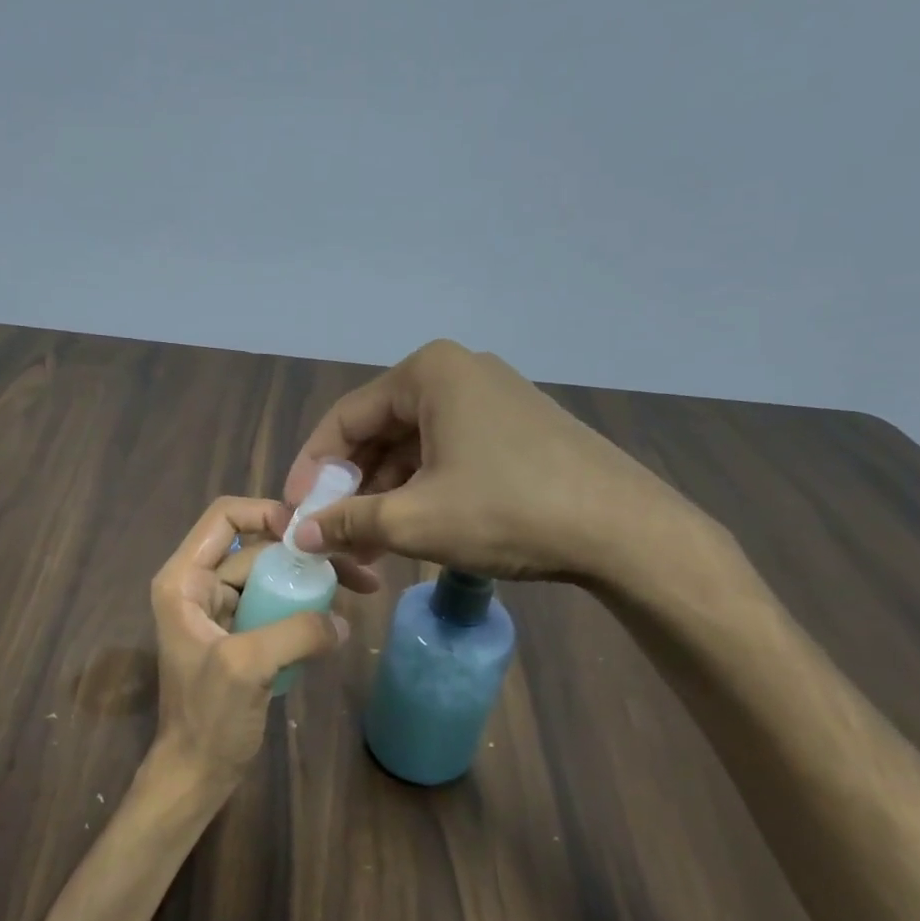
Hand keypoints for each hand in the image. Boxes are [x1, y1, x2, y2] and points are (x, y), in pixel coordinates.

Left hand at [143, 497, 349, 811]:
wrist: (197, 773)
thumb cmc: (208, 718)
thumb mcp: (247, 666)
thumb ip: (296, 632)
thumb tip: (341, 621)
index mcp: (184, 581)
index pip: (225, 518)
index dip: (267, 513)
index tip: (310, 535)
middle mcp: (199, 586)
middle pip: (256, 548)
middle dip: (303, 555)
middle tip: (355, 568)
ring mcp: (221, 612)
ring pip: (270, 577)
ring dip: (309, 582)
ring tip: (358, 589)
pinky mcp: (241, 636)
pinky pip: (276, 606)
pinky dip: (303, 608)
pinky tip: (335, 620)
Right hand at [284, 340, 719, 590]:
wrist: (623, 530)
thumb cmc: (508, 511)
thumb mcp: (415, 520)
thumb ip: (347, 522)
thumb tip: (299, 534)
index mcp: (428, 373)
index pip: (344, 420)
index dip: (312, 470)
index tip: (296, 514)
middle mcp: (457, 373)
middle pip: (378, 433)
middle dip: (350, 489)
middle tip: (332, 537)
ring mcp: (491, 400)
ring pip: (413, 450)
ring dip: (384, 498)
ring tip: (366, 547)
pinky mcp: (514, 430)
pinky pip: (446, 457)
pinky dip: (421, 493)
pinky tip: (408, 533)